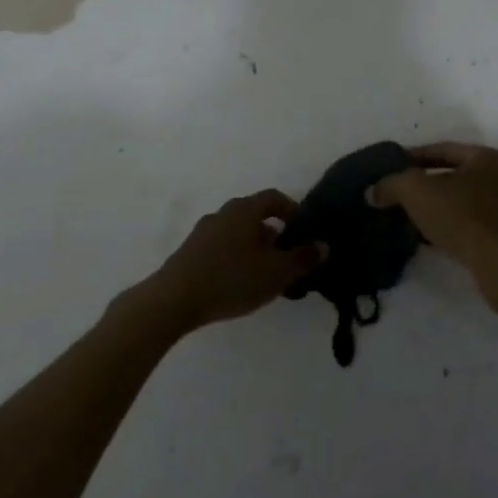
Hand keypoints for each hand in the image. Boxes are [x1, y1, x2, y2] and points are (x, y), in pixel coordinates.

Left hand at [130, 189, 320, 333]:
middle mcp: (223, 213)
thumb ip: (303, 259)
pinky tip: (239, 284)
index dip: (293, 211)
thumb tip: (324, 246)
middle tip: (287, 258)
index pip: (274, 198)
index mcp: (244, 209)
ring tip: (265, 276)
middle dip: (274, 234)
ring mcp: (202, 232)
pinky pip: (221, 247)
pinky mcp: (189, 252)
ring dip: (254, 248)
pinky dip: (235, 258)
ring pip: (237, 233)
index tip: (304, 231)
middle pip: (255, 216)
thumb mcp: (276, 272)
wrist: (173, 300)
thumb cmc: (231, 279)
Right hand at [367, 143, 497, 304]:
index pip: (441, 149)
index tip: (389, 168)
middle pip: (450, 175)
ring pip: (457, 200)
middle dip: (421, 184)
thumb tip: (373, 191)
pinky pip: (465, 223)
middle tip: (394, 192)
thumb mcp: (416, 191)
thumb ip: (391, 184)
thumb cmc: (461, 216)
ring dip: (432, 207)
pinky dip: (444, 225)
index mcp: (483, 157)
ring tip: (404, 216)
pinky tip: (424, 237)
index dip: (411, 157)